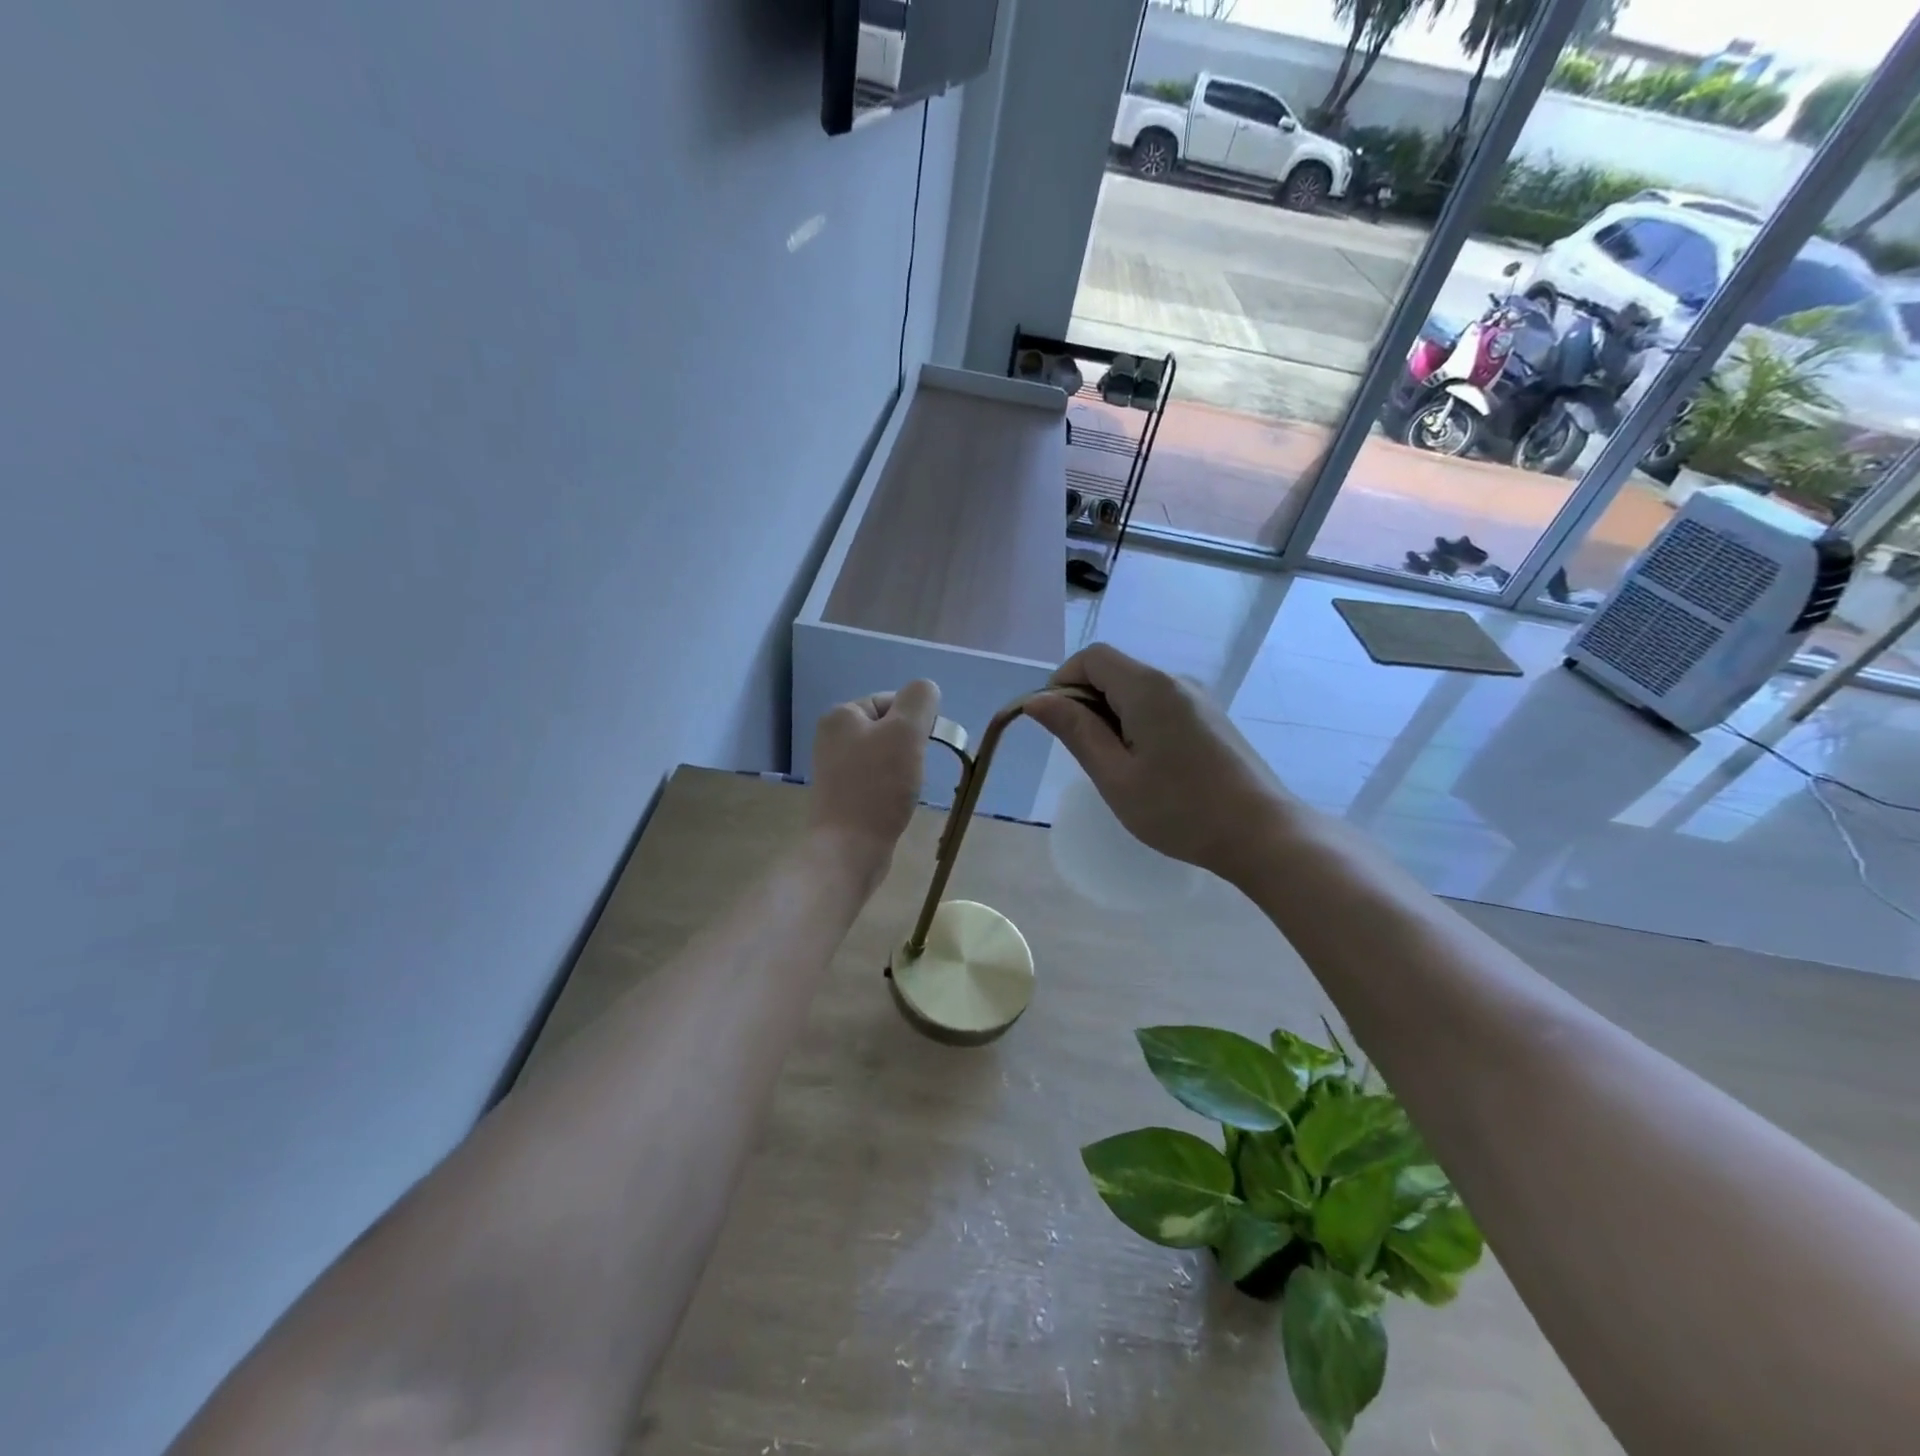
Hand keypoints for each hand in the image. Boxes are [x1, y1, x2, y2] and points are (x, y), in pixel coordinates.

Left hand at [808, 680, 940, 872]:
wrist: (849, 848)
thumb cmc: (878, 786)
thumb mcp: (906, 732)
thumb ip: (920, 700)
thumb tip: (926, 689)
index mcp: (841, 715)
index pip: (893, 701)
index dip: (916, 721)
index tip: (923, 747)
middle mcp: (832, 736)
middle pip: (889, 728)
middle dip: (910, 746)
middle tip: (915, 769)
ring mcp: (835, 768)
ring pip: (885, 755)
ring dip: (903, 768)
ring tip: (905, 790)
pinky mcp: (843, 795)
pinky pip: (877, 780)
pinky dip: (891, 788)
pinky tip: (895, 804)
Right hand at [1024, 644, 1288, 881]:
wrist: (1261, 833)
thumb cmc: (1179, 809)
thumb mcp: (1115, 775)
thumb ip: (1075, 731)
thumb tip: (1036, 700)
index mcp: (1149, 687)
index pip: (1092, 657)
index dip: (1063, 682)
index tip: (1057, 725)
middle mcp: (1175, 681)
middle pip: (1114, 670)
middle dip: (1086, 703)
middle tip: (1087, 756)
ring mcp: (1197, 698)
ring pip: (1136, 690)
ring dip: (1112, 717)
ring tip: (1118, 768)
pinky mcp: (1210, 717)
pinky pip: (1159, 705)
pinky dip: (1137, 723)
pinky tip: (1148, 767)